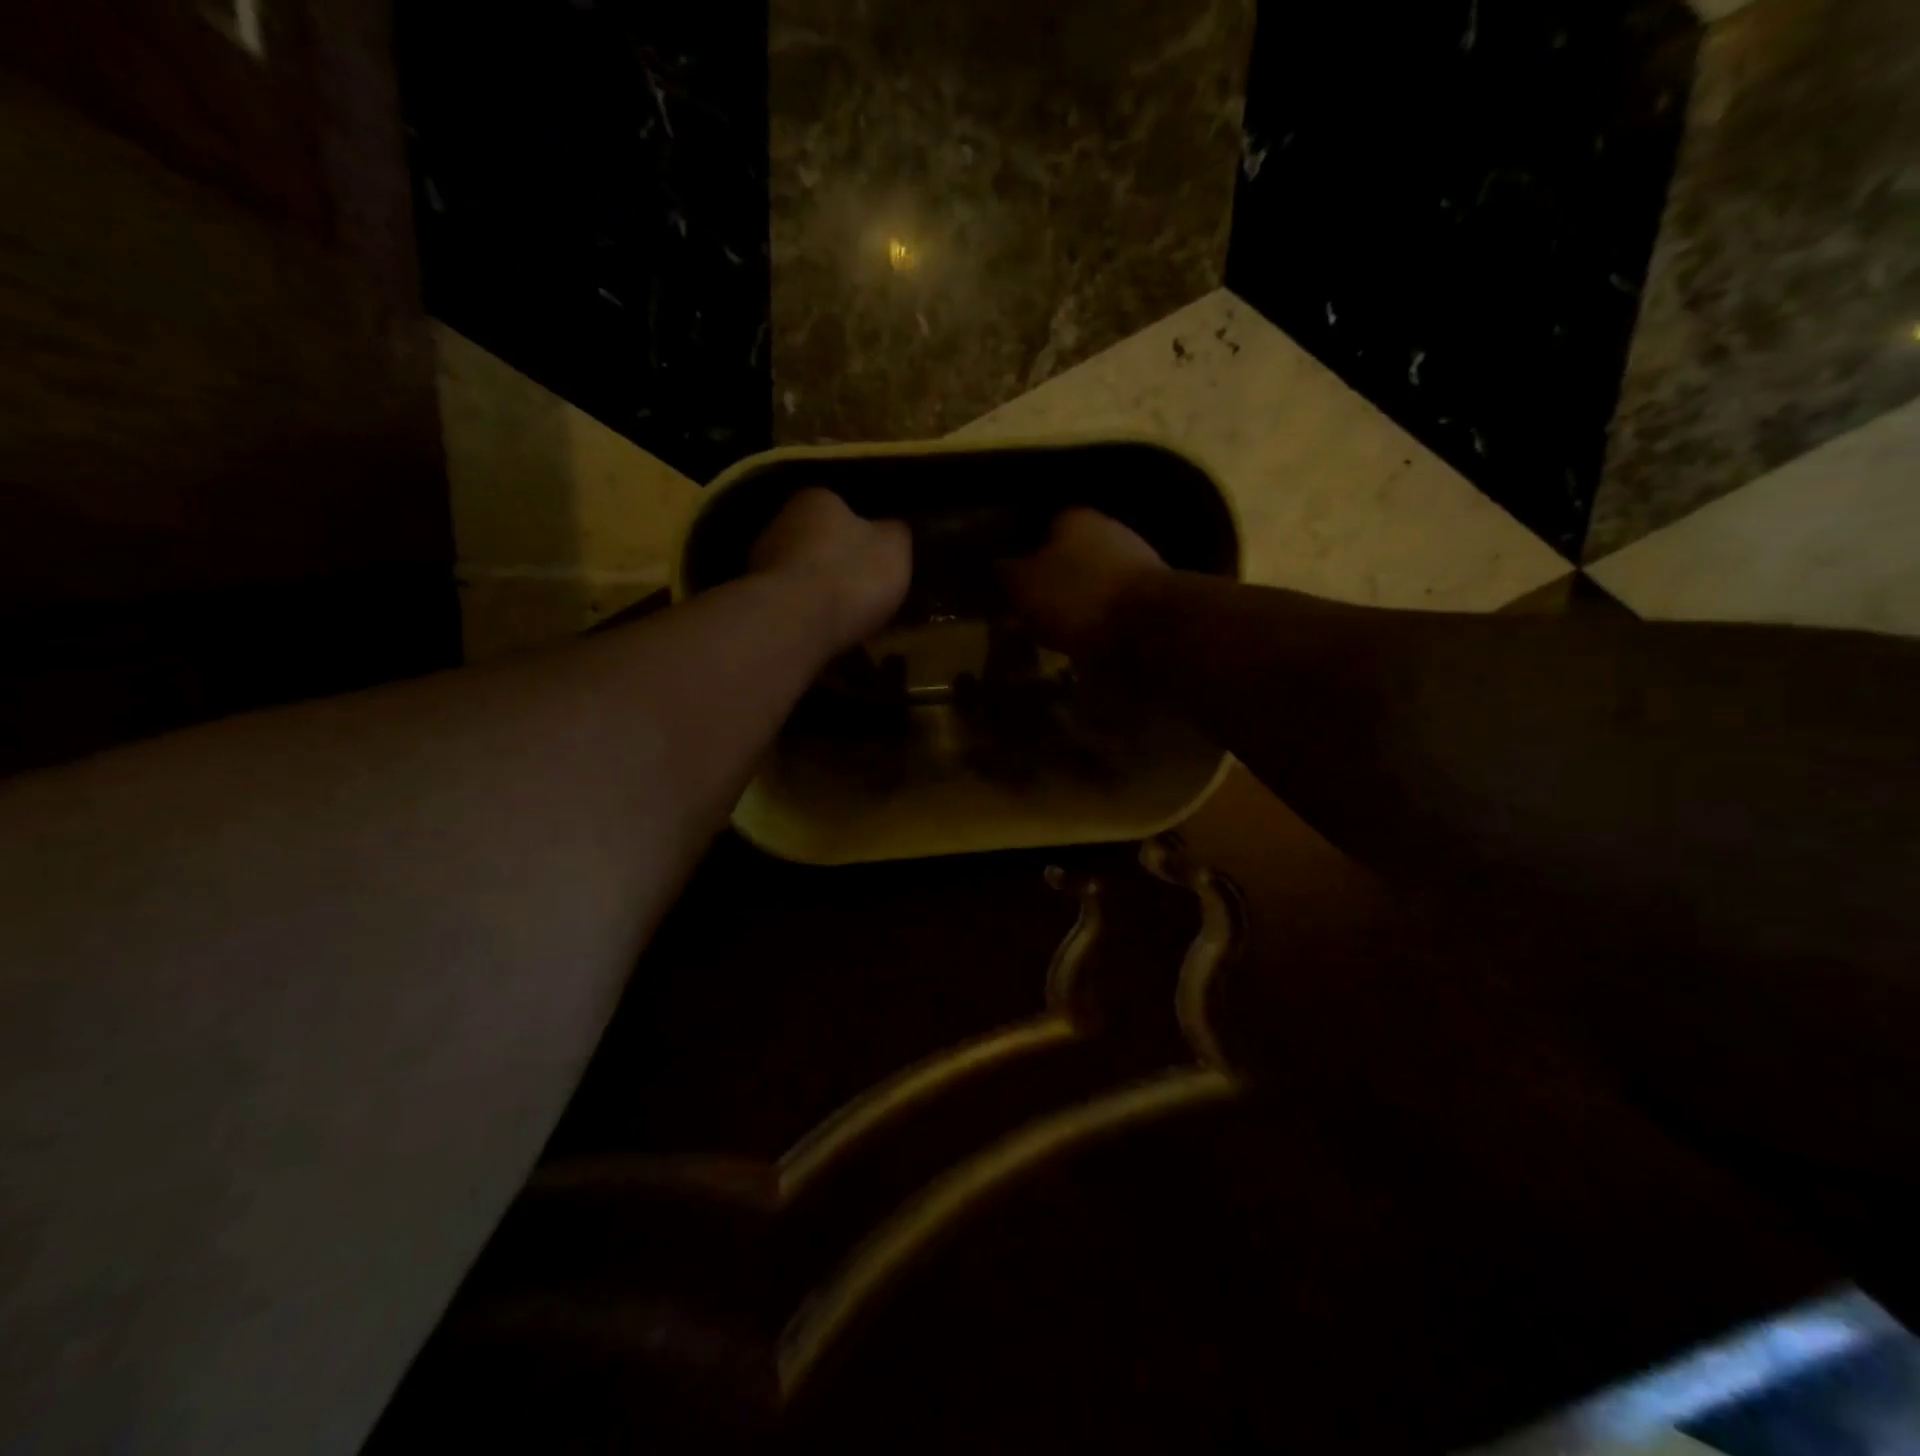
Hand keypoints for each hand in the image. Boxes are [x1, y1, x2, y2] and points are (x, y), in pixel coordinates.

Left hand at [749, 487, 911, 650]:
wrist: (796, 623)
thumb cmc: (851, 576)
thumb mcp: (895, 548)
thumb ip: (896, 533)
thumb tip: (891, 529)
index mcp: (818, 499)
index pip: (843, 507)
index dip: (865, 534)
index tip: (879, 560)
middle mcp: (782, 521)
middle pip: (819, 541)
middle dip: (838, 562)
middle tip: (865, 590)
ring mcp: (762, 561)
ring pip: (803, 573)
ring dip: (820, 590)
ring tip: (847, 617)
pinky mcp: (755, 599)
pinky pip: (791, 602)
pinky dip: (806, 613)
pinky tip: (825, 631)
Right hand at [1002, 508, 1166, 656]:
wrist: (1151, 625)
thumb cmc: (1078, 597)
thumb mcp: (1024, 586)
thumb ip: (1006, 573)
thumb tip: (996, 566)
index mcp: (1073, 516)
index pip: (1038, 524)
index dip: (1021, 551)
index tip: (1009, 579)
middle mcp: (1107, 527)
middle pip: (1068, 551)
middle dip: (1051, 576)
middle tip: (1030, 606)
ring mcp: (1135, 558)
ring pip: (1092, 576)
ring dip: (1076, 598)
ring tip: (1056, 627)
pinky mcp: (1152, 591)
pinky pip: (1113, 600)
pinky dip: (1099, 616)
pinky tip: (1086, 636)